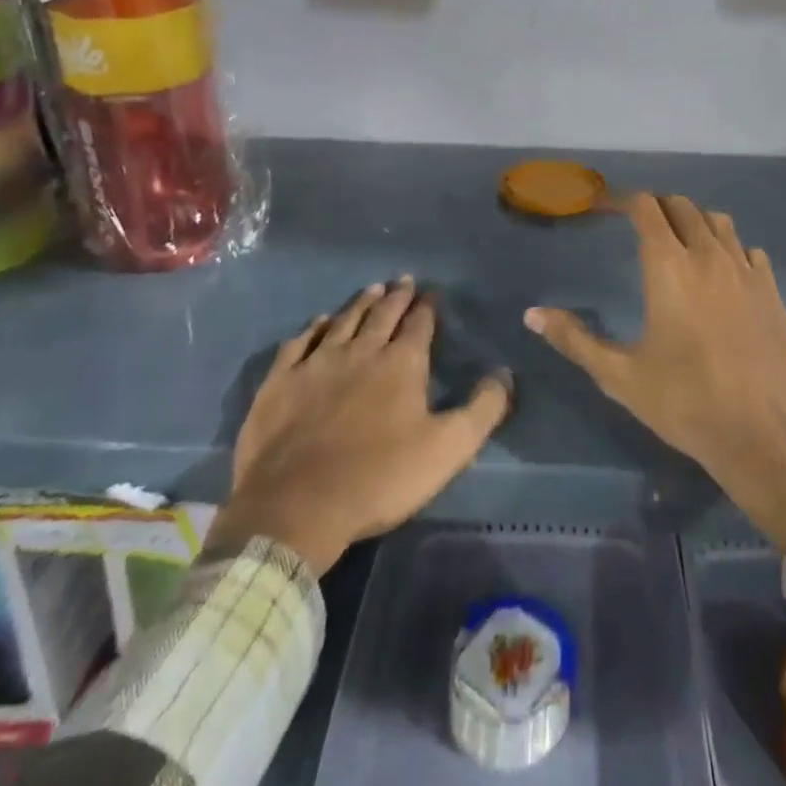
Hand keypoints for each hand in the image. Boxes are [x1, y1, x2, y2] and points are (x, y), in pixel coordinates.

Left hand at [210, 279, 512, 573]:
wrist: (296, 506)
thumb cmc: (379, 477)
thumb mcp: (448, 449)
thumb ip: (483, 409)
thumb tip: (504, 373)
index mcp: (401, 363)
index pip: (419, 324)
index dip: (428, 306)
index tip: (432, 292)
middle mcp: (361, 351)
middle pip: (382, 314)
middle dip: (396, 296)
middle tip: (404, 280)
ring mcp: (317, 363)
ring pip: (343, 321)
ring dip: (360, 303)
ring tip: (372, 289)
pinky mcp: (281, 381)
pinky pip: (300, 342)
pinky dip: (313, 328)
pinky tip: (319, 321)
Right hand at [526, 195, 785, 550]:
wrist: (766, 435)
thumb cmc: (686, 404)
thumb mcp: (620, 376)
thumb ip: (574, 339)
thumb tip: (531, 314)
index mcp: (669, 266)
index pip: (645, 208)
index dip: (621, 199)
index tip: (602, 207)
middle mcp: (708, 256)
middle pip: (682, 206)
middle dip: (656, 207)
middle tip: (636, 225)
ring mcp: (746, 271)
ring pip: (718, 222)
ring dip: (694, 221)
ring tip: (678, 243)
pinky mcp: (771, 291)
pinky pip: (748, 250)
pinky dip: (729, 248)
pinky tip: (721, 274)